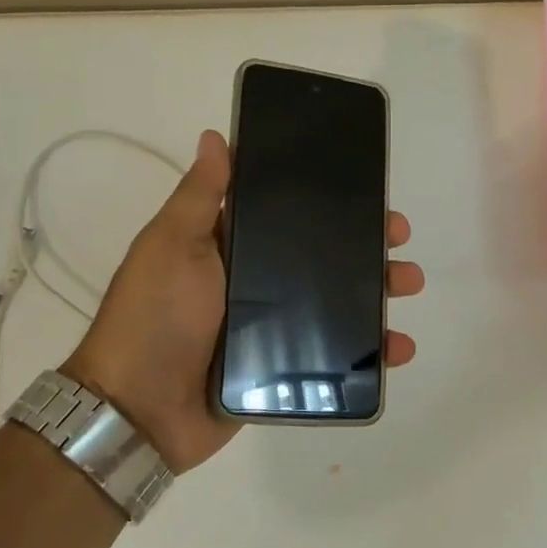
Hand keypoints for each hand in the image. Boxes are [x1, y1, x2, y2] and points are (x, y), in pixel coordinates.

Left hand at [61, 129, 425, 473]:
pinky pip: (333, 355)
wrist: (139, 410)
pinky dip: (368, 352)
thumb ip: (200, 197)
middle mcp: (254, 284)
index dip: (327, 203)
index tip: (364, 192)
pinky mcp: (281, 370)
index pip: (288, 216)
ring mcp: (270, 329)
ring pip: (335, 304)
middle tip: (399, 237)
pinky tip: (397, 347)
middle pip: (320, 258)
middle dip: (364, 245)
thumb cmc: (155, 316)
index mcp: (230, 248)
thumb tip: (215, 137)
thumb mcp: (171, 246)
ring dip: (375, 292)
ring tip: (407, 284)